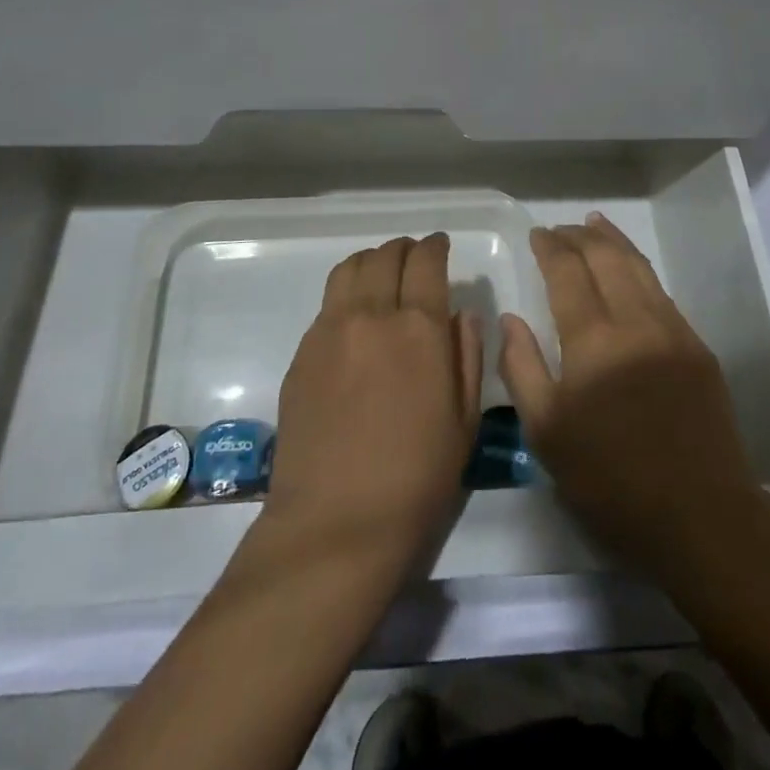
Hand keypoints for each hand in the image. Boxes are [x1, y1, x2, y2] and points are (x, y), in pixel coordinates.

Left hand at [266, 235, 482, 574]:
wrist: (336, 524)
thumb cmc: (416, 479)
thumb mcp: (464, 420)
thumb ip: (467, 355)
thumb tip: (460, 313)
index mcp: (419, 328)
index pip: (426, 262)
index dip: (436, 246)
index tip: (441, 246)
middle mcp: (372, 315)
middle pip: (386, 256)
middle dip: (405, 249)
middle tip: (415, 257)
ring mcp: (330, 330)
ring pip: (350, 268)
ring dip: (372, 260)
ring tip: (382, 273)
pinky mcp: (302, 352)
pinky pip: (328, 302)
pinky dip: (347, 291)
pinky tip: (355, 315)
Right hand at [499, 213, 759, 576]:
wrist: (701, 516)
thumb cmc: (611, 480)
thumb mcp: (547, 433)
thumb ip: (522, 368)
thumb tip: (510, 319)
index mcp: (593, 341)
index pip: (567, 273)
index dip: (550, 248)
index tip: (537, 234)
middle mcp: (635, 321)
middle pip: (606, 258)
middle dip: (580, 236)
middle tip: (560, 228)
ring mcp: (672, 331)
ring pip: (639, 268)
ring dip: (613, 241)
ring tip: (595, 224)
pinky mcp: (697, 348)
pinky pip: (661, 293)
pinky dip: (639, 269)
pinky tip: (630, 270)